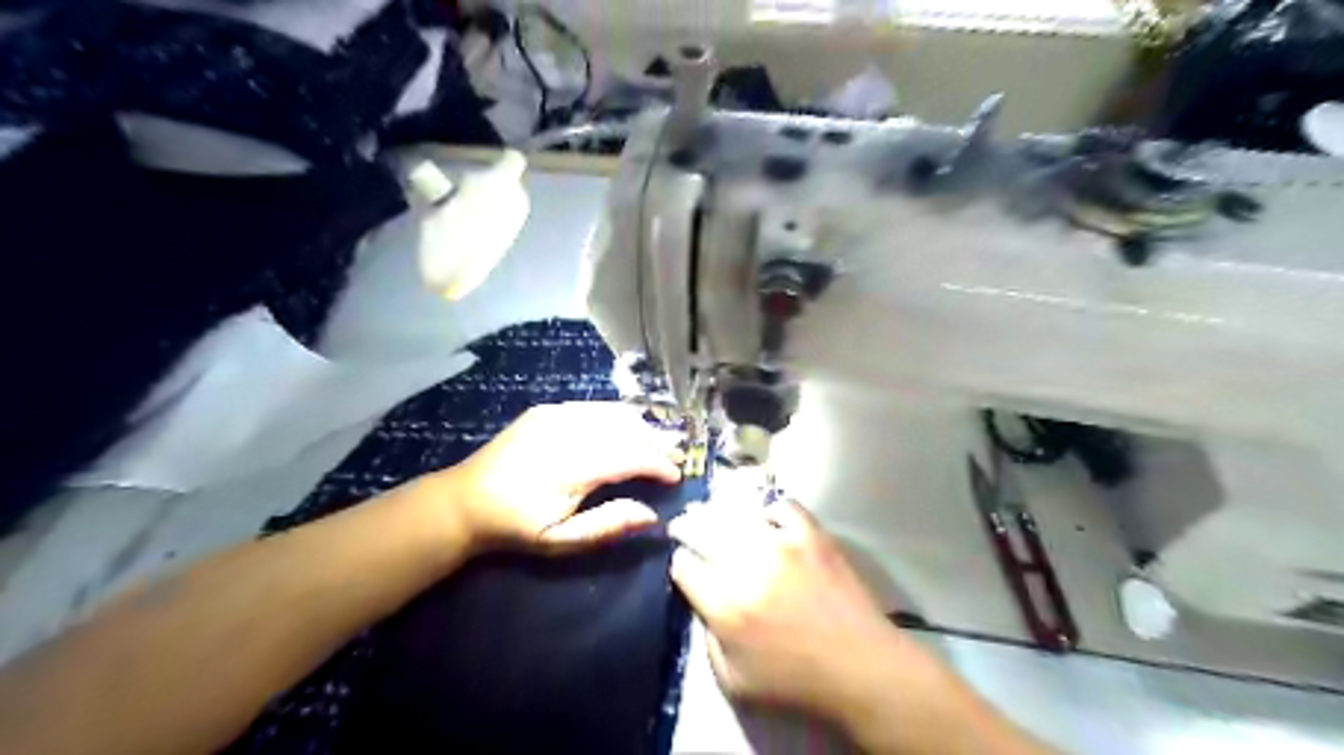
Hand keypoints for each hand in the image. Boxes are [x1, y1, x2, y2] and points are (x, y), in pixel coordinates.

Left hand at [446, 400, 683, 554]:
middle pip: (625, 429)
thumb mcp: (560, 542)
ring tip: (661, 439)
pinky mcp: (547, 410)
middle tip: (679, 454)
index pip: (629, 456)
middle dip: (656, 441)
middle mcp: (566, 431)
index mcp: (571, 466)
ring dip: (641, 425)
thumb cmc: (516, 527)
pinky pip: (593, 407)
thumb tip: (651, 515)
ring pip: (612, 413)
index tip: (677, 476)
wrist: (464, 501)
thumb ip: (607, 526)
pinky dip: (617, 415)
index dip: (658, 463)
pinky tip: (630, 424)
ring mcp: (555, 415)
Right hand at [671, 501, 942, 725]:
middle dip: (686, 526)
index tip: (684, 564)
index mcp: (726, 607)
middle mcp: (748, 568)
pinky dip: (770, 512)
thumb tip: (703, 603)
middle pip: (702, 531)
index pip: (685, 568)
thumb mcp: (734, 681)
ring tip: (714, 513)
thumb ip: (708, 641)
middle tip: (683, 524)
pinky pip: (783, 507)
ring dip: (718, 512)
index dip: (679, 564)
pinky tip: (768, 521)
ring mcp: (783, 546)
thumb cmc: (796, 682)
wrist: (860, 667)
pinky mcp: (812, 536)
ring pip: (736, 514)